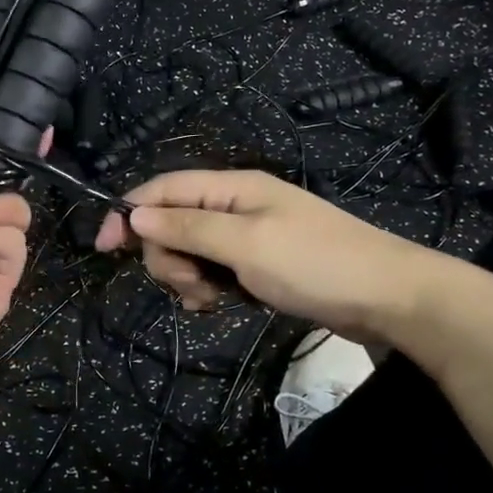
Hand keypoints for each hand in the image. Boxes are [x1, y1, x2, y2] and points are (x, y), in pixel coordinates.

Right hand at [94, 168, 449, 345]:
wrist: (389, 298)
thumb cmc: (315, 264)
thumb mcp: (246, 245)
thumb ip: (188, 229)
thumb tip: (134, 216)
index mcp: (232, 188)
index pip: (163, 189)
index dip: (128, 213)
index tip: (103, 249)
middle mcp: (236, 205)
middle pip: (172, 223)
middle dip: (168, 255)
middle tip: (190, 285)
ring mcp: (248, 235)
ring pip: (191, 250)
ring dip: (187, 276)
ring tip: (212, 299)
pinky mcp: (259, 264)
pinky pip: (214, 270)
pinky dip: (208, 287)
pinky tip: (220, 304)